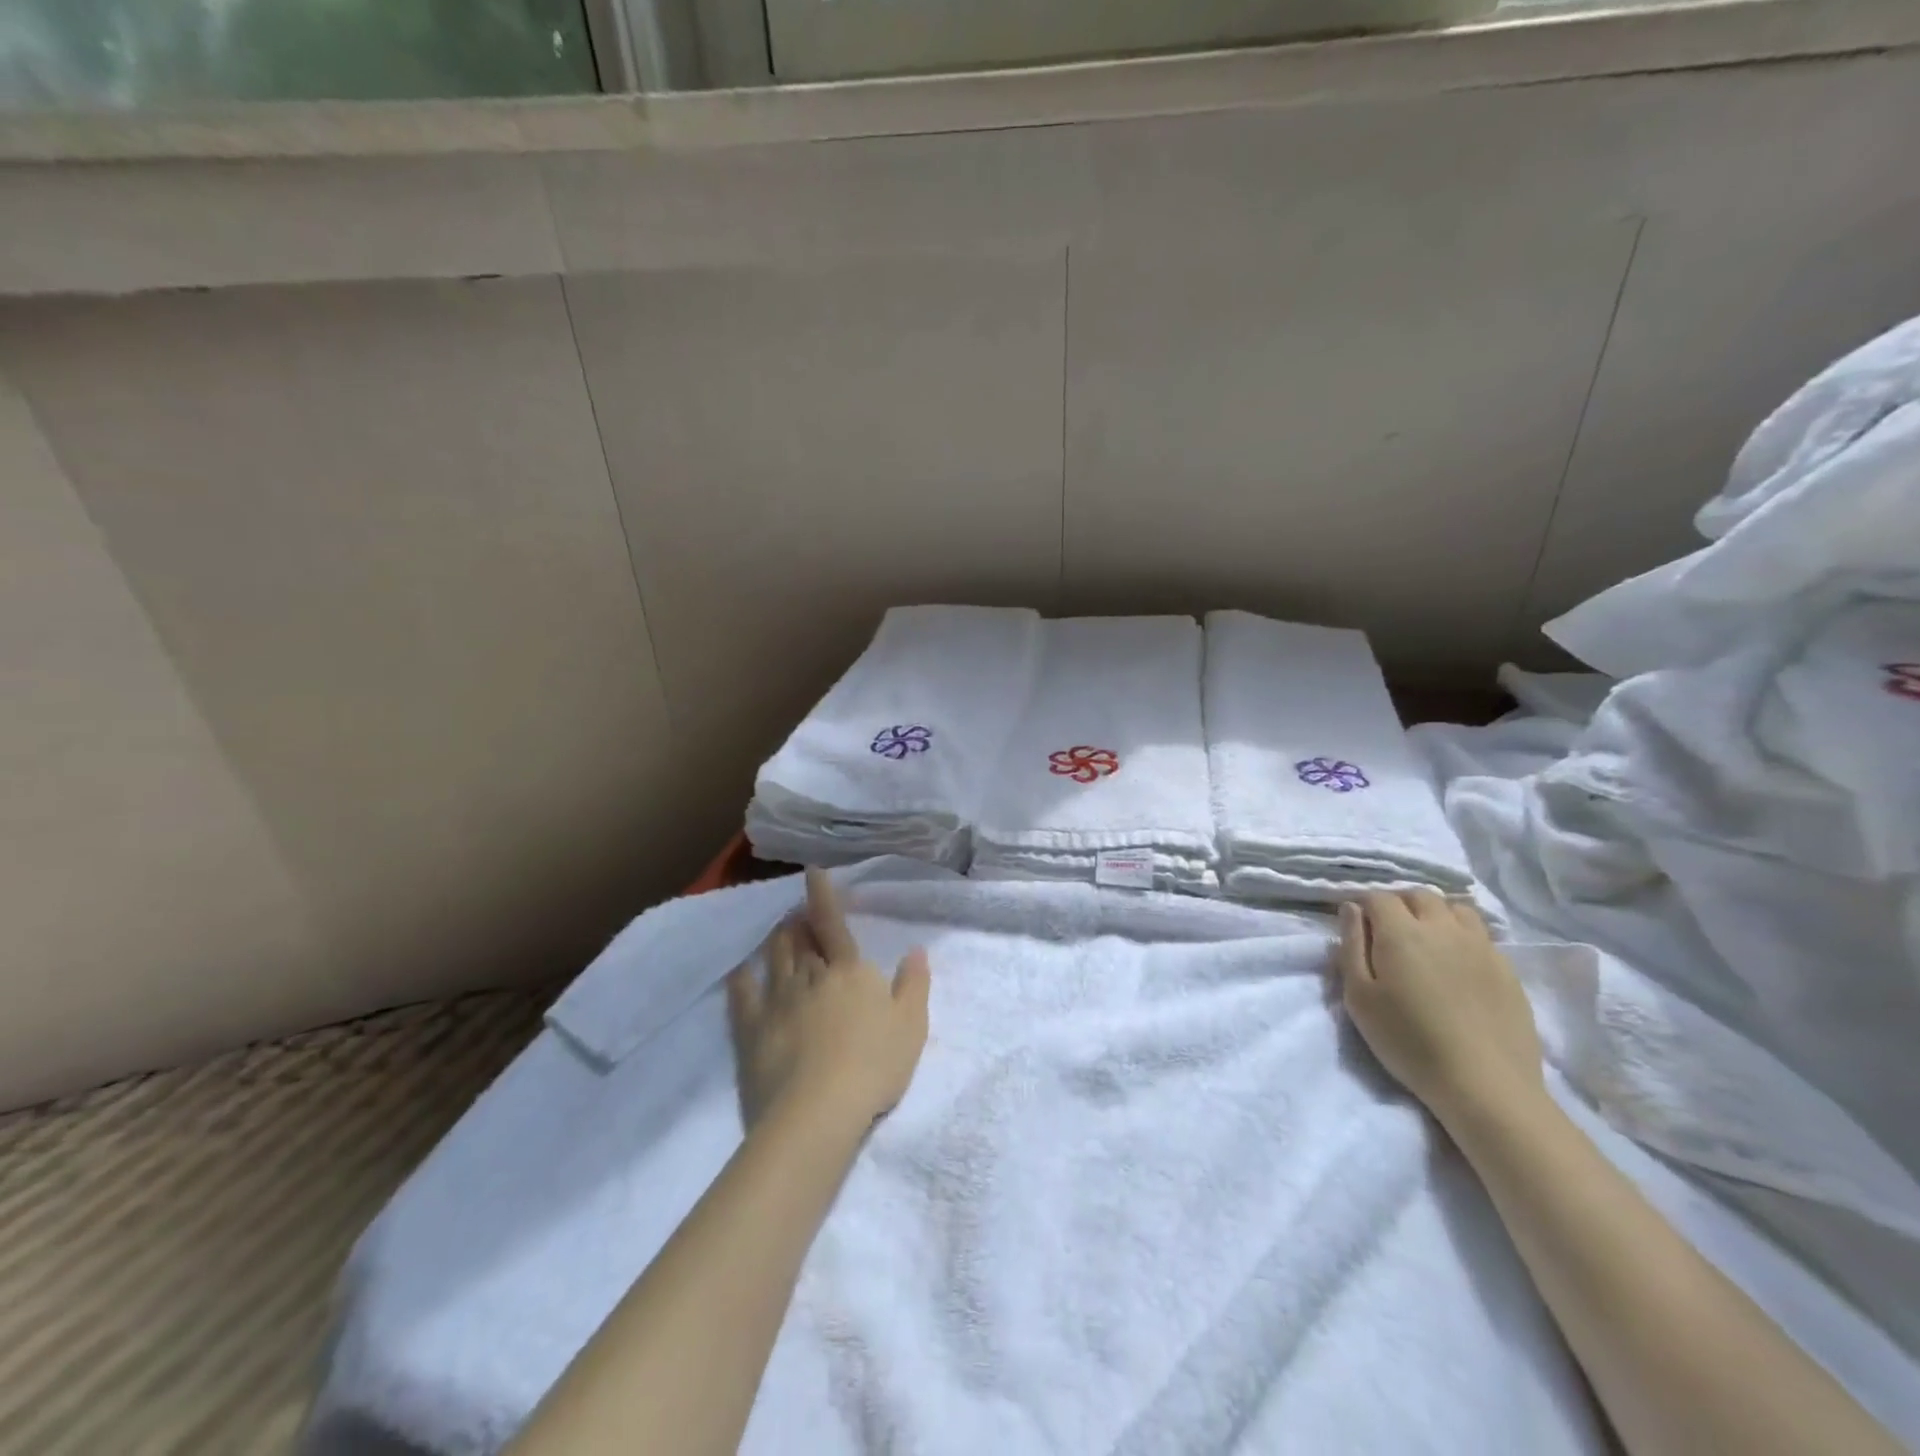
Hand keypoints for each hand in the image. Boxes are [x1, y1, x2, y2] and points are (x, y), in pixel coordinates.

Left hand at [726, 869, 931, 1129]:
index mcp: (848, 971)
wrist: (819, 1110)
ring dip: (777, 940)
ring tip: (778, 932)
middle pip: (800, 939)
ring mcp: (777, 1000)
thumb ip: (914, 984)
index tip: (812, 871)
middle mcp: (809, 975)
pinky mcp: (752, 1029)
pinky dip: (742, 978)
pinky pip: (742, 995)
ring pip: (774, 958)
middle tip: (798, 914)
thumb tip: (916, 951)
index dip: (822, 895)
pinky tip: (740, 970)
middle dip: (798, 922)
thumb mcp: (911, 1025)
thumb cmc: (874, 1064)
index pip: (833, 923)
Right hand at [1334, 891, 1543, 1127]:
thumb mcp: (1360, 997)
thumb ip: (1351, 946)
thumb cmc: (1409, 1041)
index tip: (1359, 928)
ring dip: (1436, 915)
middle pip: (1419, 895)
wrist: (1485, 1085)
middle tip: (1390, 934)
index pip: (1379, 897)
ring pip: (1455, 908)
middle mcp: (1442, 928)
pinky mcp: (1507, 968)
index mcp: (1401, 932)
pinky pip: (1481, 934)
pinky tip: (1457, 963)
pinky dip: (1463, 936)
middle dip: (1400, 904)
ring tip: (1427, 941)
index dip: (1365, 907)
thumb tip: (1352, 909)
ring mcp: (1481, 946)